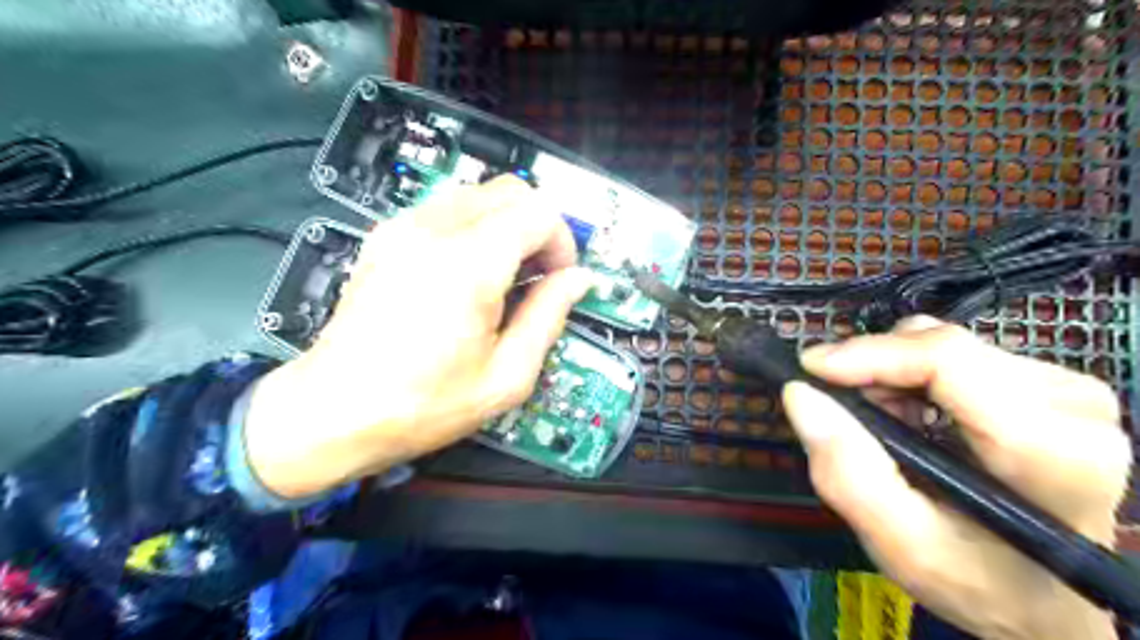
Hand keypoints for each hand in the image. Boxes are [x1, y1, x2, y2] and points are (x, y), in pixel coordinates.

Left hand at [245, 178, 591, 500]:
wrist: (334, 411)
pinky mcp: (385, 236)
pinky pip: (445, 208)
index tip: (559, 279)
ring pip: (478, 193)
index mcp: (470, 266)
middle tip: (538, 275)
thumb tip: (577, 281)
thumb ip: (549, 317)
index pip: (538, 212)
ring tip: (504, 274)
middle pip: (510, 190)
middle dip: (538, 226)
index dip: (562, 242)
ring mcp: (403, 228)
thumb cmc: (425, 404)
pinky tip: (467, 272)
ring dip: (506, 223)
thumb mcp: (506, 377)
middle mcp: (435, 231)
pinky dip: (473, 226)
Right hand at [779, 315, 1125, 639]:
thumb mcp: (900, 544)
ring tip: (882, 422)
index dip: (870, 354)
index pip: (948, 361)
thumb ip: (847, 473)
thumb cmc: (975, 579)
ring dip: (891, 374)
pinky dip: (911, 376)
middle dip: (874, 370)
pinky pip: (954, 353)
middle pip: (941, 346)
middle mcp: (1073, 406)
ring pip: (942, 342)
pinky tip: (908, 414)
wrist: (1040, 597)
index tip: (810, 368)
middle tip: (844, 412)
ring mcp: (1065, 390)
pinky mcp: (1048, 384)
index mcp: (1051, 451)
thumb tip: (800, 394)